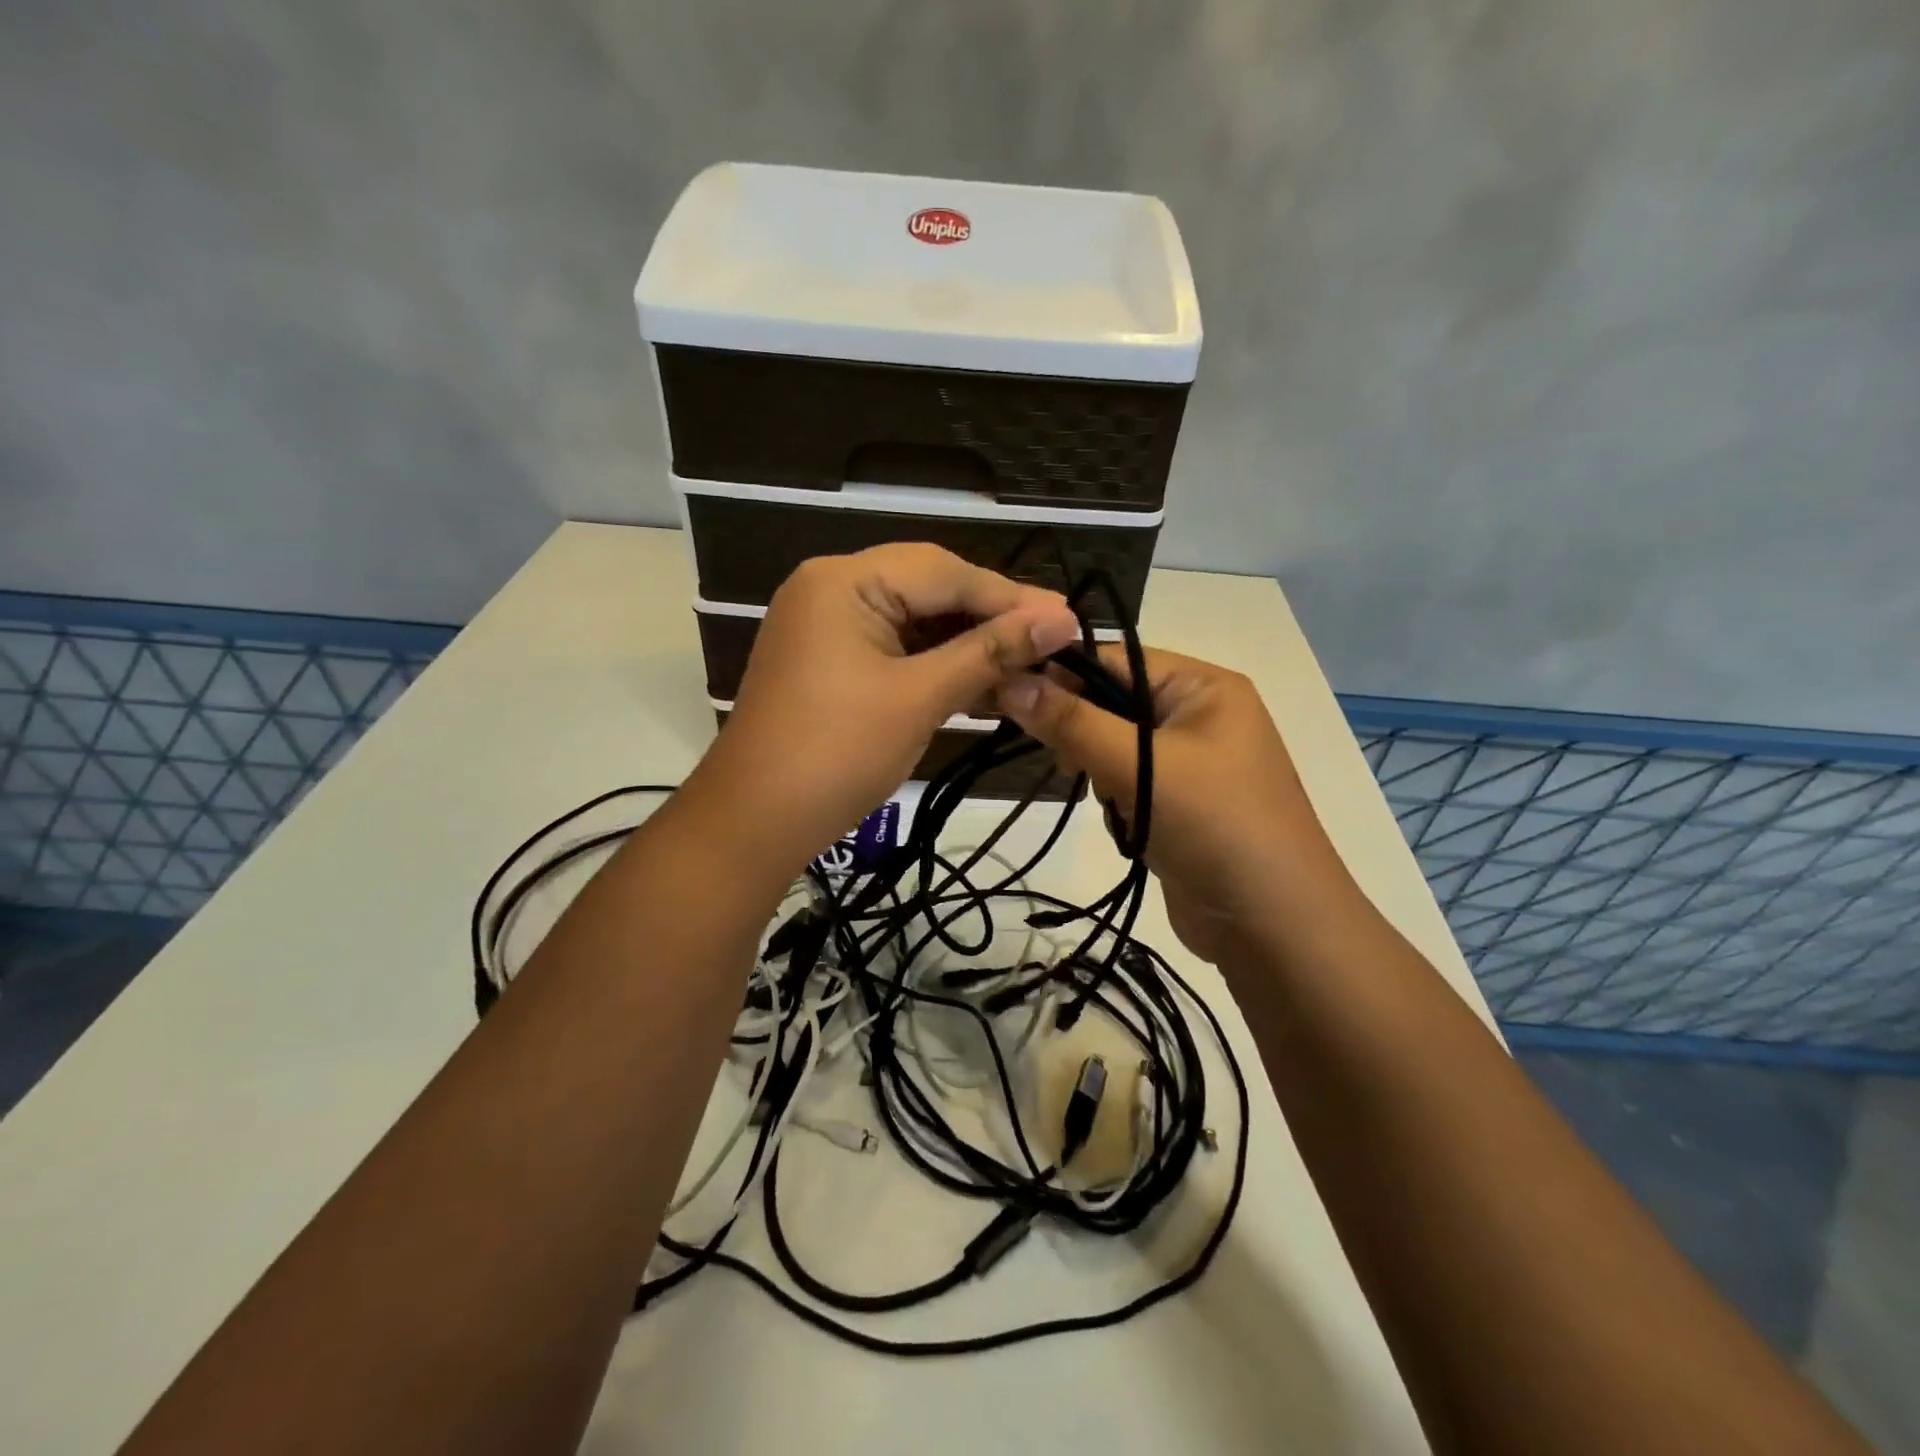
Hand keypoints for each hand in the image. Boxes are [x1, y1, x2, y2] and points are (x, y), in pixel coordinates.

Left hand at [694, 544, 1080, 871]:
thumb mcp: (919, 697)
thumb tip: (1063, 620)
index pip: (945, 571)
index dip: (1010, 597)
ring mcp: (829, 627)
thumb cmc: (837, 754)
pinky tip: (984, 683)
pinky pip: (898, 650)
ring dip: (970, 646)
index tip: (1069, 620)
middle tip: (1054, 643)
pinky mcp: (832, 663)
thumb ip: (991, 652)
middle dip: (992, 620)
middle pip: (931, 589)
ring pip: (917, 622)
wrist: (754, 824)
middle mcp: (833, 589)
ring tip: (1030, 667)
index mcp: (844, 580)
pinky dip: (939, 666)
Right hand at [997, 647, 1352, 965]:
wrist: (1276, 928)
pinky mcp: (1182, 804)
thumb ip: (1072, 722)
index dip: (1062, 675)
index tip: (1009, 700)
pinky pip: (1130, 781)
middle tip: (1064, 763)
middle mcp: (1201, 715)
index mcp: (1204, 687)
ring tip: (1104, 797)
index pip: (1116, 659)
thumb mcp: (1140, 765)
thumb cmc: (1216, 827)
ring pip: (1116, 745)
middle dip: (1082, 730)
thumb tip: (1008, 681)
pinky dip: (1115, 797)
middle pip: (1114, 701)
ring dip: (1098, 768)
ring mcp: (1194, 763)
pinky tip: (1121, 820)